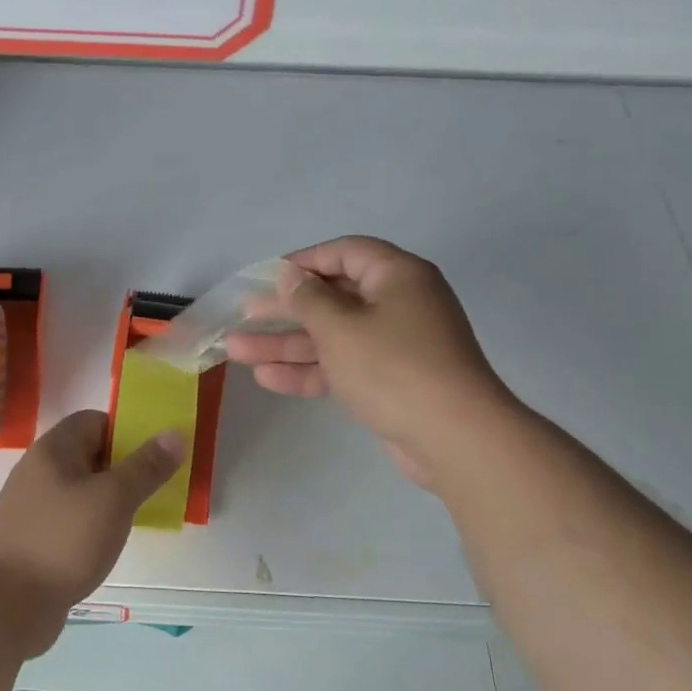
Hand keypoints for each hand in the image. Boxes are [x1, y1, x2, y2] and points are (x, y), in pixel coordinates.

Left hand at [0, 410, 181, 657]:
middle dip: (124, 468)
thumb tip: (174, 434)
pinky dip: (92, 526)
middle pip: (88, 455)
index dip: (127, 431)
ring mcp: (33, 507)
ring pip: (81, 491)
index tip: (157, 454)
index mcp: (54, 449)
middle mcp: (39, 471)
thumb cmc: (62, 540)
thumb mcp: (113, 499)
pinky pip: (71, 521)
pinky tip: (109, 545)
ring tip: (141, 516)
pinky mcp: (33, 540)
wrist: (3, 605)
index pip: (94, 421)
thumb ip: (146, 467)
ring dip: (109, 500)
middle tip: (157, 487)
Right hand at [225, 236, 512, 488]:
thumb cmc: (393, 367)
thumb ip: (308, 299)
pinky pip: (342, 366)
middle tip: (244, 314)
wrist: (454, 438)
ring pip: (332, 336)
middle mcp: (398, 304)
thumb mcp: (340, 327)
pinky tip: (266, 378)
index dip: (304, 261)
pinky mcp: (389, 381)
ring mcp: (395, 345)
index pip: (345, 252)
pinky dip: (309, 370)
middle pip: (332, 297)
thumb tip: (292, 277)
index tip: (266, 276)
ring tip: (237, 350)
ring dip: (286, 343)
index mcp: (397, 276)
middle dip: (285, 309)